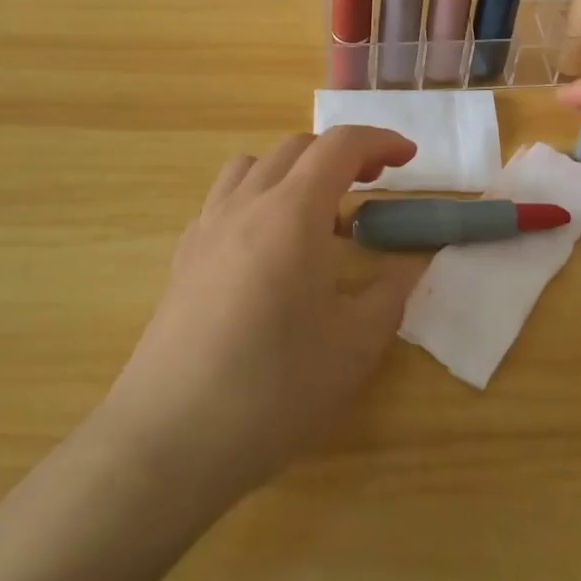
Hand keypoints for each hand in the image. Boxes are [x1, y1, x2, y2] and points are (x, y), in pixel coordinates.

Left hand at [95, 127, 425, 506]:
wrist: (169, 439)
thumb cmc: (273, 389)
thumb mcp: (354, 347)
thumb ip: (391, 293)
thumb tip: (410, 263)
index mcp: (292, 213)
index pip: (340, 146)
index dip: (380, 141)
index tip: (409, 157)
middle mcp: (246, 204)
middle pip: (297, 148)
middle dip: (342, 154)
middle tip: (372, 185)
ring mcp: (207, 227)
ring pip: (254, 166)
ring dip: (295, 171)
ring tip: (317, 212)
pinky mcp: (183, 256)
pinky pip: (225, 200)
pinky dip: (258, 198)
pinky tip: (268, 247)